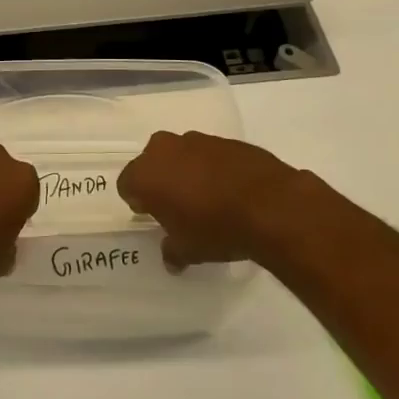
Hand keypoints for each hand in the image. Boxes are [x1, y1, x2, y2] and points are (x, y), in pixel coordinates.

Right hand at [118, 130, 330, 269]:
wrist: (271, 205)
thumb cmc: (216, 229)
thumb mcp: (188, 250)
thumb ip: (172, 251)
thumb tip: (171, 259)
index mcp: (146, 174)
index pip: (127, 185)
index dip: (138, 202)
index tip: (152, 217)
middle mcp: (165, 149)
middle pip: (151, 163)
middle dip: (160, 181)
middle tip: (175, 206)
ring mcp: (197, 140)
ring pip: (180, 155)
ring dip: (186, 171)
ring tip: (205, 197)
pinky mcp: (226, 140)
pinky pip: (208, 154)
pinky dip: (212, 168)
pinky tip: (228, 189)